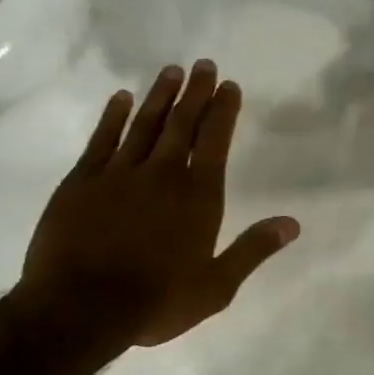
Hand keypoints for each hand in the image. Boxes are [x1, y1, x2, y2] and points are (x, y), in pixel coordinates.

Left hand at [10, 60, 299, 353]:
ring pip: (144, 124)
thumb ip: (253, 250)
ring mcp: (118, 174)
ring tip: (171, 71)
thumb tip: (293, 223)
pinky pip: (102, 139)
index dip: (223, 111)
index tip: (229, 86)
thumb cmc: (156, 302)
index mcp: (198, 197)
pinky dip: (113, 116)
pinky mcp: (81, 181)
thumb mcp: (216, 286)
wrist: (80, 309)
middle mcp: (162, 174)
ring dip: (159, 96)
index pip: (215, 142)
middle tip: (204, 64)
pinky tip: (121, 98)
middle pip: (182, 124)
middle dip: (196, 93)